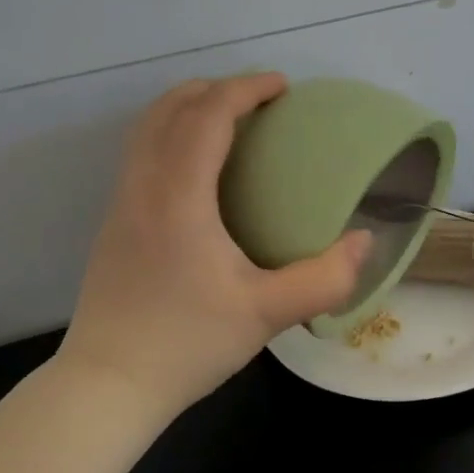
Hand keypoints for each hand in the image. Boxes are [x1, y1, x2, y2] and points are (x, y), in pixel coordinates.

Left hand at [60, 73, 372, 417]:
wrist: (108, 385)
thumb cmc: (187, 345)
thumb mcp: (267, 314)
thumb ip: (325, 278)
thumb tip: (365, 242)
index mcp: (178, 197)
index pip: (206, 116)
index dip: (245, 89)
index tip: (282, 87)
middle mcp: (142, 187)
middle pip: (169, 109)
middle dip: (215, 89)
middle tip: (259, 100)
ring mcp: (120, 205)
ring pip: (147, 129)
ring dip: (187, 109)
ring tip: (230, 122)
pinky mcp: (113, 225)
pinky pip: (141, 155)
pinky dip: (172, 136)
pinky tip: (200, 171)